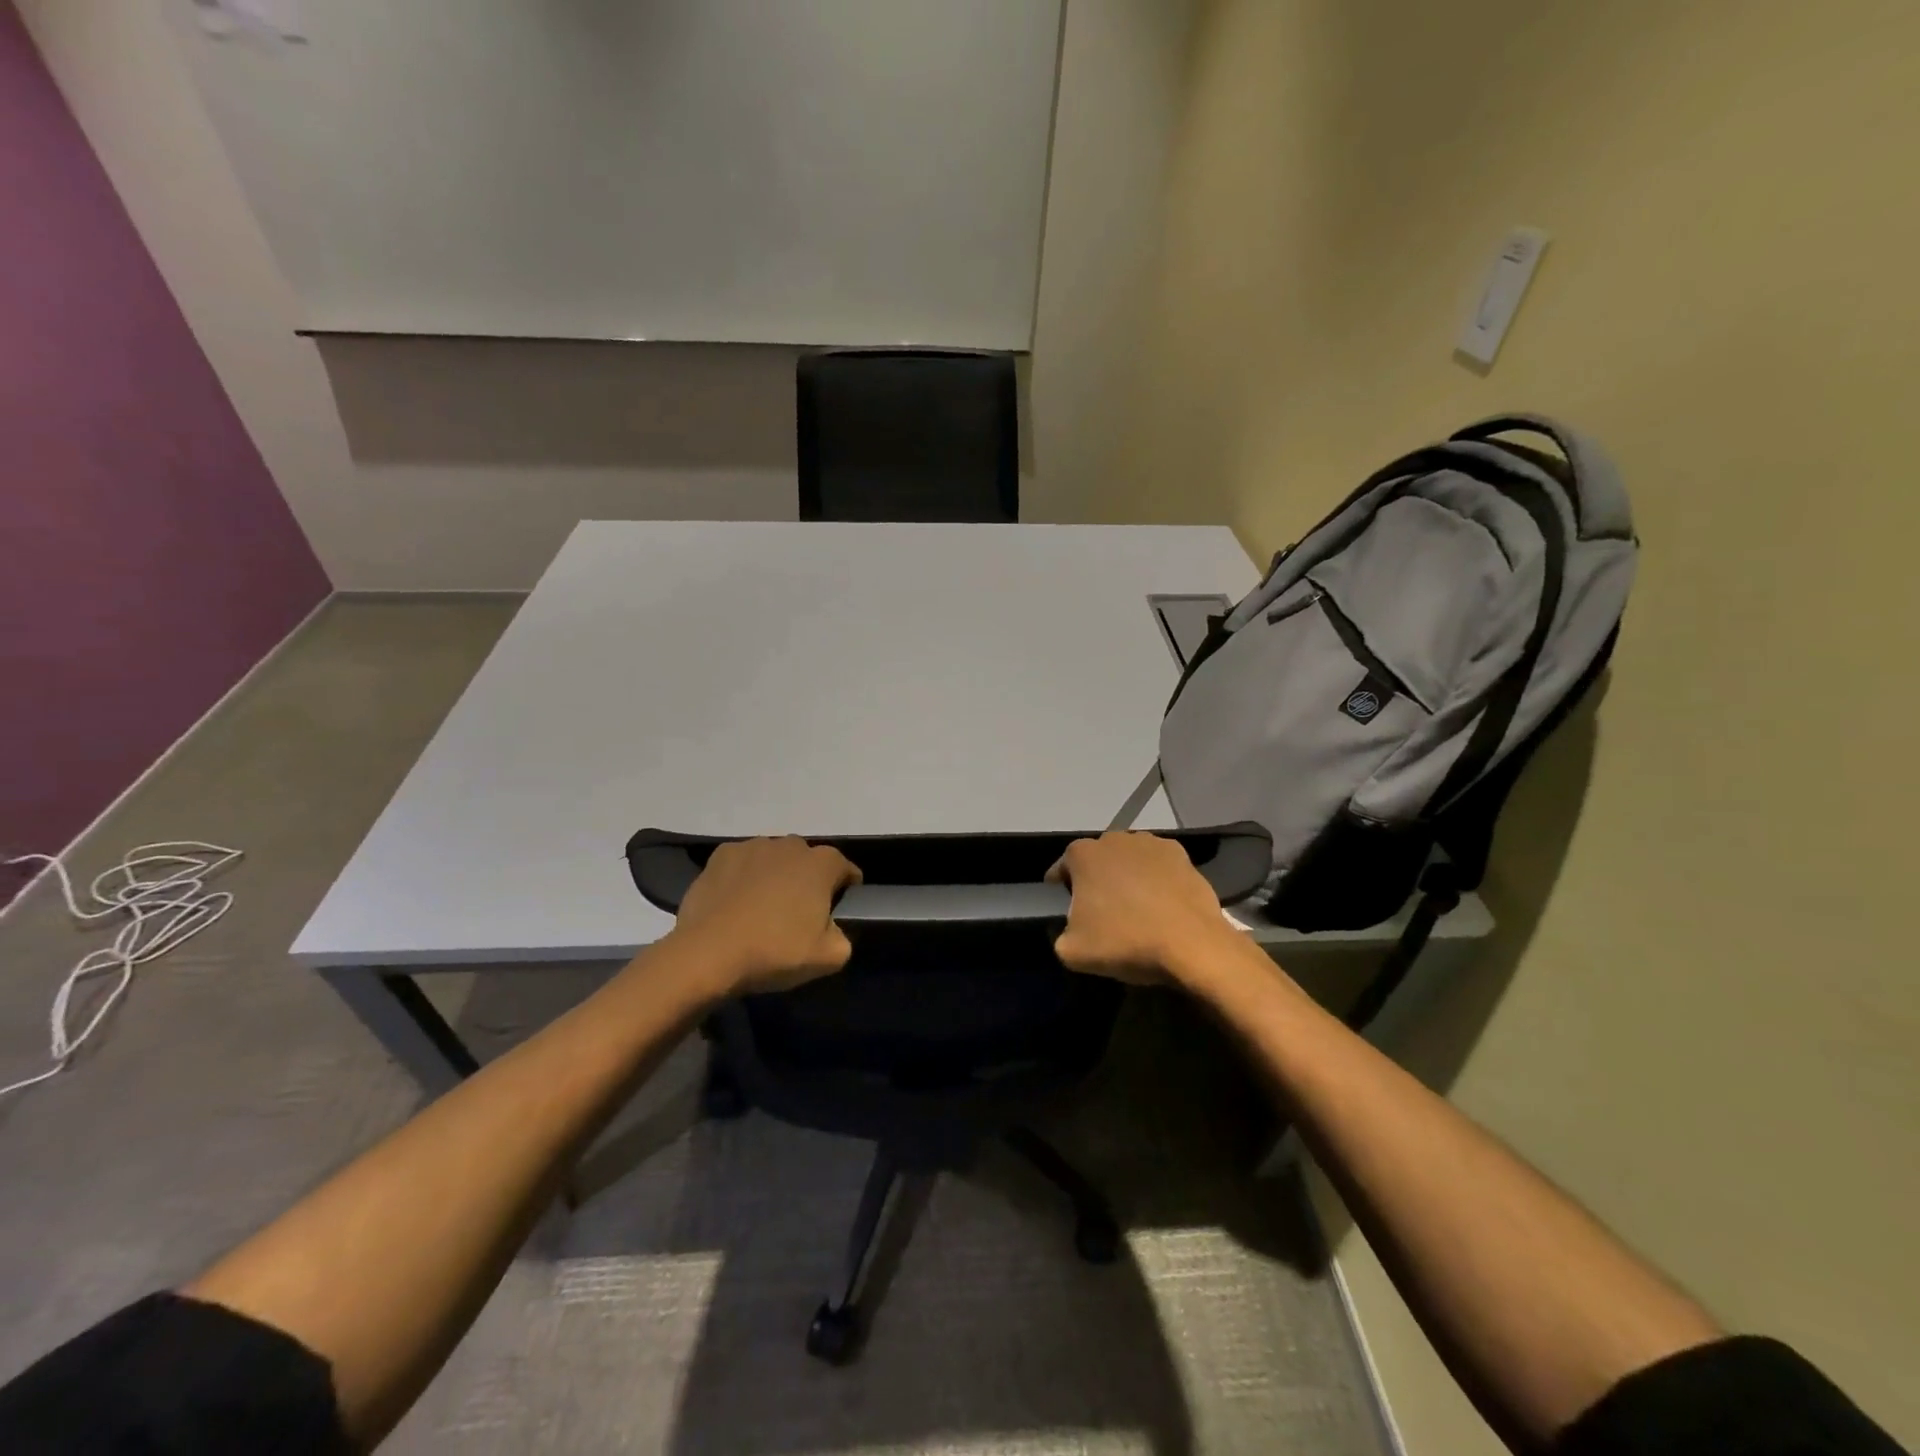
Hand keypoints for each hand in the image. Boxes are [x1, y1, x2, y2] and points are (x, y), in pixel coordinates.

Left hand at [665, 837, 861, 995]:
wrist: (709, 953)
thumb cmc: (775, 951)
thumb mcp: (829, 958)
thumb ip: (843, 937)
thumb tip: (832, 929)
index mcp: (822, 864)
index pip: (846, 870)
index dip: (846, 890)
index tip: (836, 913)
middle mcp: (791, 845)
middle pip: (808, 861)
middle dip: (808, 881)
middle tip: (798, 915)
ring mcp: (754, 846)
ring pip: (774, 859)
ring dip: (775, 876)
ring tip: (762, 909)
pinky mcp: (721, 855)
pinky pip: (742, 863)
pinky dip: (743, 877)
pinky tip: (735, 903)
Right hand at [1045, 832, 1239, 984]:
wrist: (1191, 944)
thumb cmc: (1125, 941)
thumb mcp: (1072, 952)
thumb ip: (1059, 936)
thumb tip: (1069, 931)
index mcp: (1082, 854)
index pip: (1061, 867)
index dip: (1060, 888)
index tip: (1065, 906)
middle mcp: (1114, 838)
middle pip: (1097, 859)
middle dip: (1095, 879)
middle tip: (1101, 909)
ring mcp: (1150, 842)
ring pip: (1128, 859)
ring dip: (1126, 875)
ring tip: (1135, 906)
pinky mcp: (1181, 853)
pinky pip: (1158, 865)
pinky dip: (1156, 878)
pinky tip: (1162, 903)